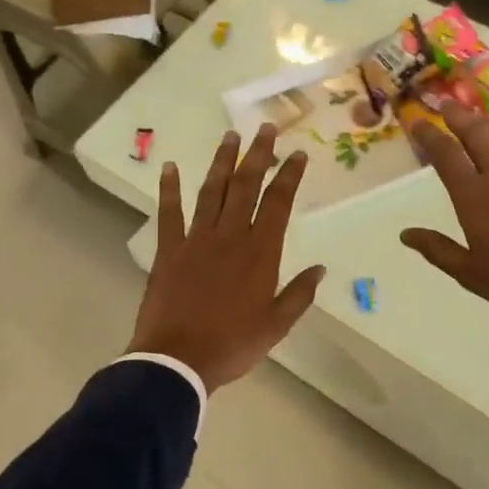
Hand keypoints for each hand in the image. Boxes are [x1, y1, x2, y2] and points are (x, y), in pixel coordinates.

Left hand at [129, 125, 325, 392]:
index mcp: (259, 253)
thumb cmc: (232, 344)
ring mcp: (196, 240)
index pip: (278, 203)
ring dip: (221, 162)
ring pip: (212, 191)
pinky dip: (169, 190)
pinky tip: (169, 168)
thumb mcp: (276, 326)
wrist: (177, 360)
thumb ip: (299, 294)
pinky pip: (169, 213)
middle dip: (258, 155)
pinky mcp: (169, 250)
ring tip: (230, 136)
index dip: (289, 175)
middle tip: (266, 128)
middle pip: (246, 186)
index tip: (298, 153)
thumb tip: (320, 269)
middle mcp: (230, 236)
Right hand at [400, 104, 488, 322]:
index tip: (418, 123)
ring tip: (482, 121)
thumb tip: (405, 234)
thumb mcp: (469, 273)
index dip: (429, 135)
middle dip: (459, 117)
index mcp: (474, 197)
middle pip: (477, 135)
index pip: (446, 155)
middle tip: (448, 106)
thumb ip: (437, 249)